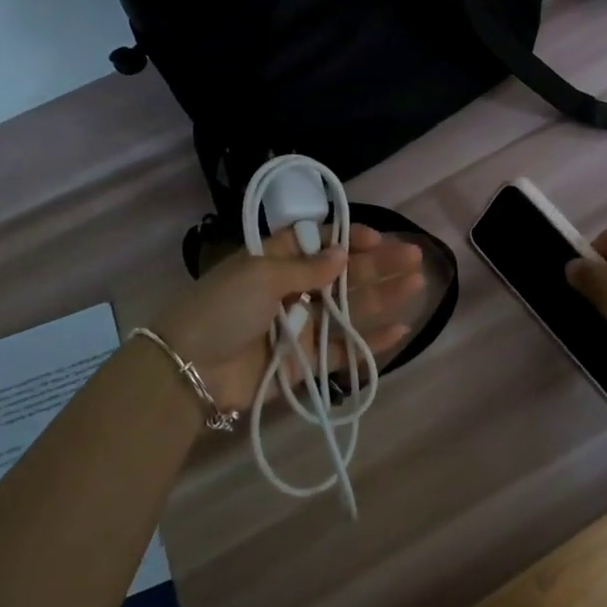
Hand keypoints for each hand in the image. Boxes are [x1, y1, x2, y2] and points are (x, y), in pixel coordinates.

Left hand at [152, 226, 424, 410]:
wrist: (190, 369)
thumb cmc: (222, 308)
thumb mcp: (260, 275)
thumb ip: (307, 268)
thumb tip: (343, 253)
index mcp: (275, 261)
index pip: (319, 241)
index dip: (348, 237)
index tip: (377, 237)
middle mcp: (293, 290)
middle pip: (342, 273)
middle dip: (378, 263)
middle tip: (413, 255)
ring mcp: (302, 327)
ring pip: (350, 309)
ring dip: (383, 296)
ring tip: (417, 283)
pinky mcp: (307, 362)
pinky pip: (344, 350)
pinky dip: (372, 342)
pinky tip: (401, 329)